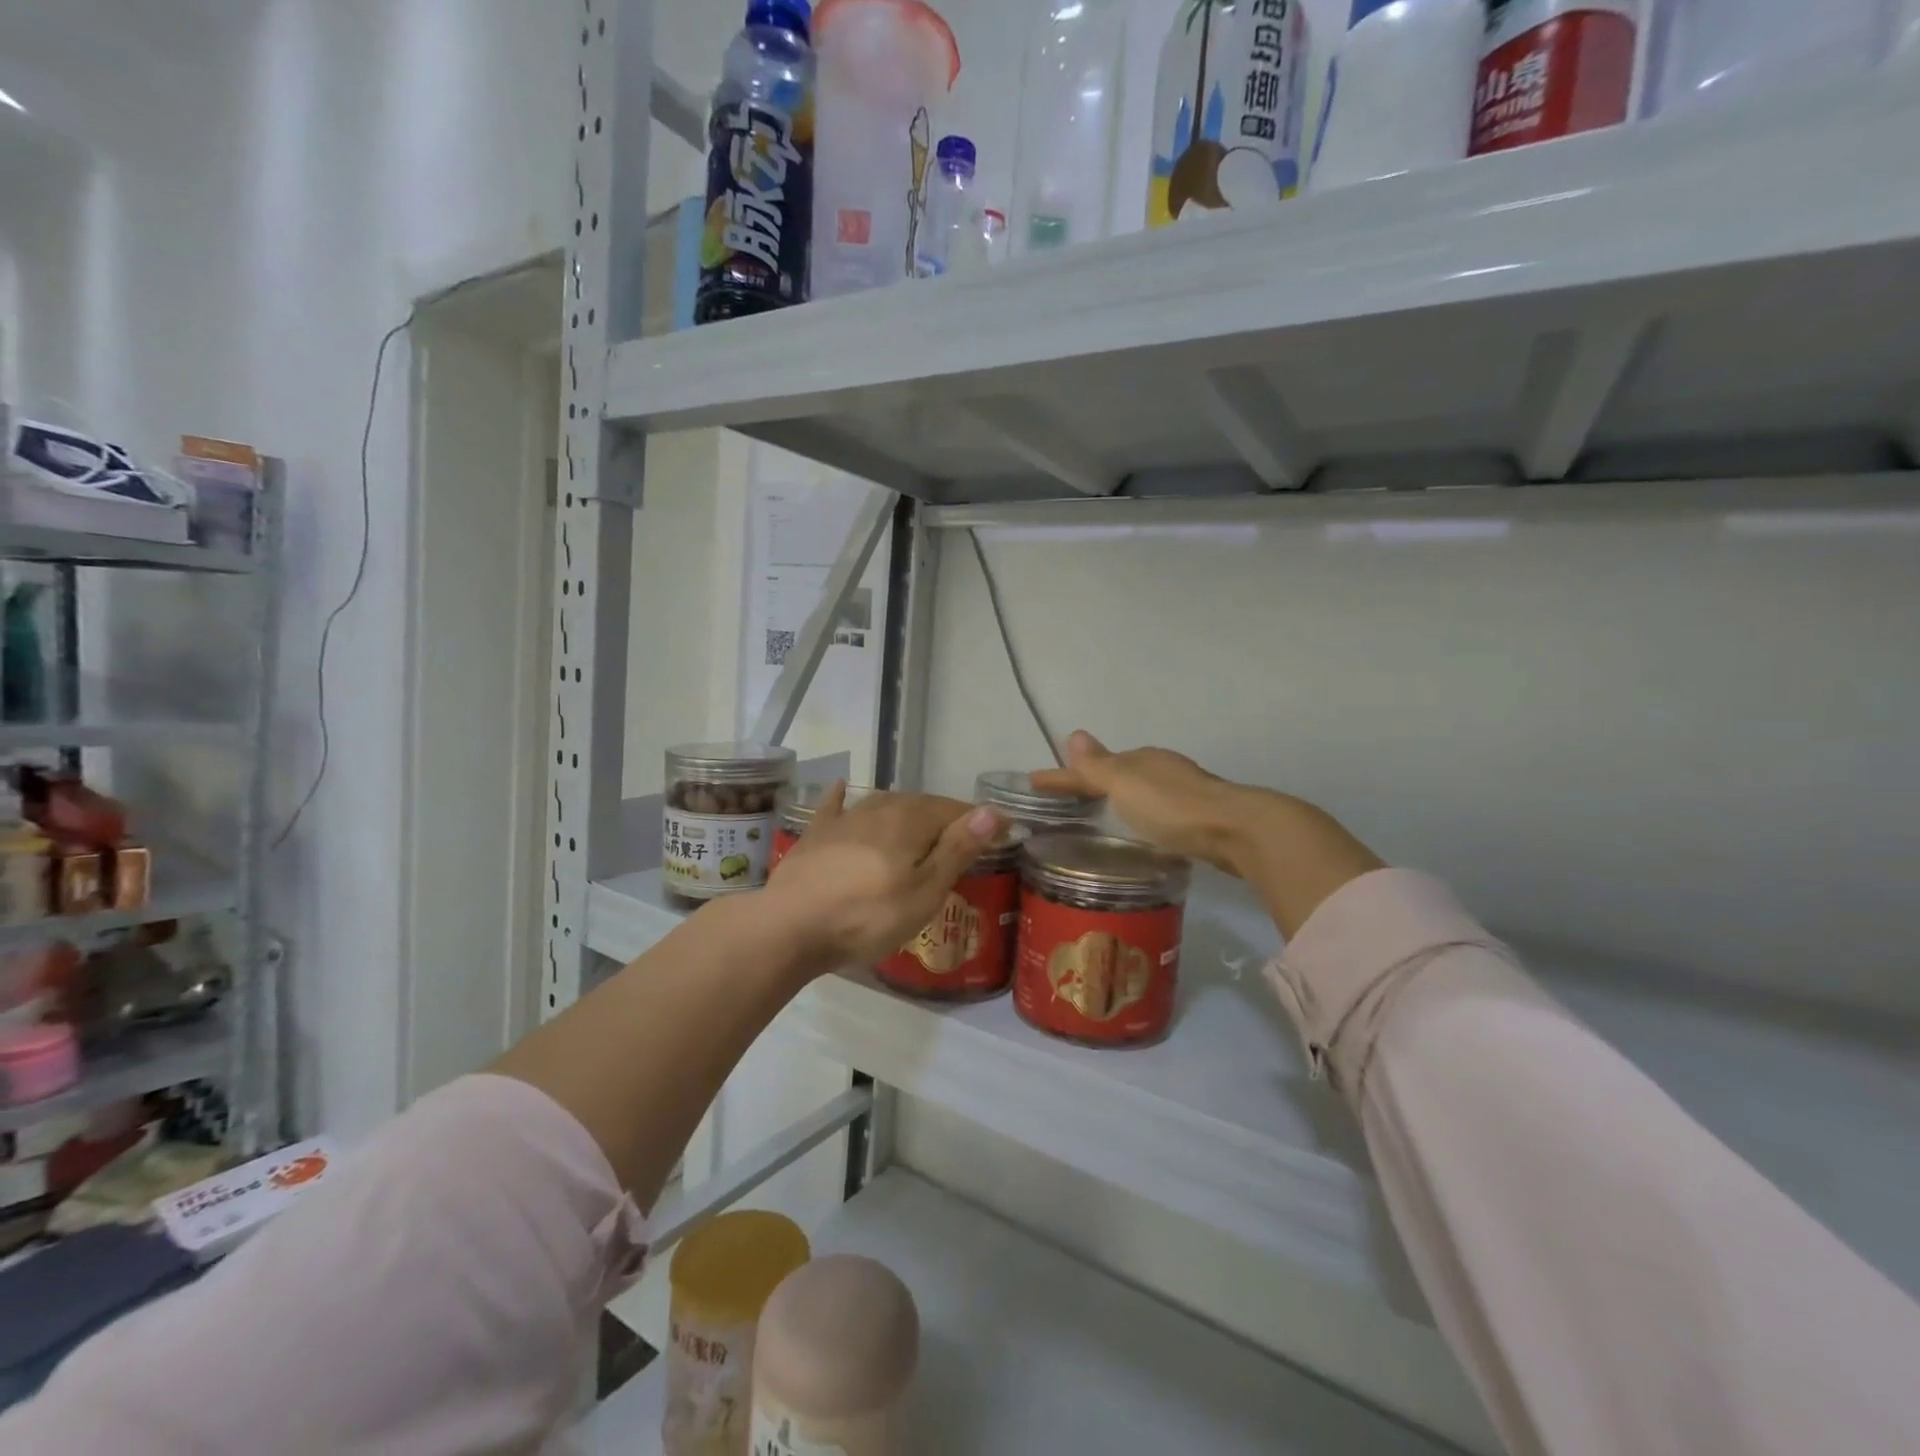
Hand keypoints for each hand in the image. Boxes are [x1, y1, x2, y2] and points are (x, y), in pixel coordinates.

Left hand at [762, 785, 1002, 969]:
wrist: (790, 925)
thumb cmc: (868, 915)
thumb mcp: (925, 891)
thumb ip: (959, 848)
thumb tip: (993, 810)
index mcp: (912, 819)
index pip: (956, 811)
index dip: (981, 822)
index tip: (1003, 834)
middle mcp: (880, 807)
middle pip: (922, 806)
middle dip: (945, 819)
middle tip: (963, 840)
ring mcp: (845, 818)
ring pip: (884, 804)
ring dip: (906, 813)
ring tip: (919, 827)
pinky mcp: (816, 833)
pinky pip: (835, 806)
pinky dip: (842, 797)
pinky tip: (841, 788)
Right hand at [1032, 731, 1384, 937]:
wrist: (1238, 830)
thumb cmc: (1172, 807)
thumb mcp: (1126, 785)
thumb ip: (1098, 767)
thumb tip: (1074, 734)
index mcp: (1141, 759)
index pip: (1091, 766)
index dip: (1062, 775)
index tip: (1034, 782)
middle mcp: (1163, 769)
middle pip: (1119, 772)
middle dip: (1093, 780)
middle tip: (1067, 797)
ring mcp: (1185, 792)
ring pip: (1142, 789)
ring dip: (1120, 797)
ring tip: (1100, 813)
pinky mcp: (1201, 817)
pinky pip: (1158, 809)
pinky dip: (1142, 813)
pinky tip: (1144, 828)